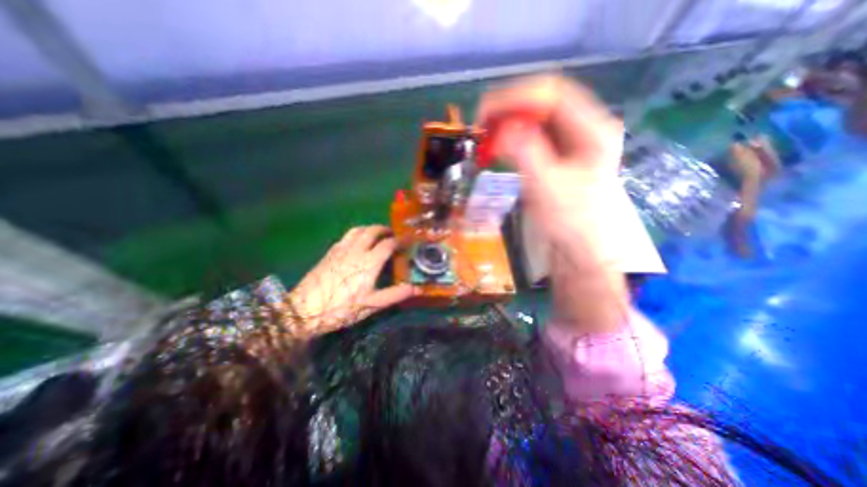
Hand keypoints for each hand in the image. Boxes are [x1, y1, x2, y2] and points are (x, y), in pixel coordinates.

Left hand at [287, 224, 415, 336]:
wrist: (304, 309)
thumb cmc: (342, 308)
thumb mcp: (372, 304)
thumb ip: (395, 294)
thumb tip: (417, 288)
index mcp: (369, 261)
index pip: (388, 243)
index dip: (399, 241)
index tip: (406, 242)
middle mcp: (356, 250)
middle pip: (373, 231)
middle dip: (385, 230)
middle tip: (392, 235)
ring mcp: (341, 249)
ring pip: (358, 230)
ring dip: (370, 229)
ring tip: (376, 235)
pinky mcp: (330, 252)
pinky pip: (347, 236)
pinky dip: (357, 234)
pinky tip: (357, 242)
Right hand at [473, 74, 622, 254]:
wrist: (586, 244)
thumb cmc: (573, 220)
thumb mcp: (548, 186)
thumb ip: (525, 152)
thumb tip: (501, 126)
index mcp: (592, 128)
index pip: (551, 93)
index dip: (514, 98)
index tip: (484, 114)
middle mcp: (584, 125)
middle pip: (543, 102)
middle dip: (509, 109)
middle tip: (481, 126)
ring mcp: (572, 139)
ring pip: (536, 117)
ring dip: (509, 122)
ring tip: (486, 135)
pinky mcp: (559, 152)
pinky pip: (533, 134)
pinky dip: (513, 136)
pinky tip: (499, 145)